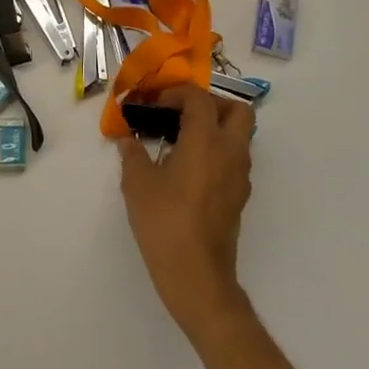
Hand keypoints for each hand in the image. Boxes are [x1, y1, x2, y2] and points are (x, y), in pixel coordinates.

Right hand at [119, 85, 254, 342]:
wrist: (197, 276)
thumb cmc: (164, 222)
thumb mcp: (137, 184)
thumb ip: (132, 154)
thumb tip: (128, 139)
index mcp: (206, 141)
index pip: (200, 99)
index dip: (177, 93)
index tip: (154, 104)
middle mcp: (230, 152)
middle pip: (236, 111)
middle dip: (210, 104)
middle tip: (180, 114)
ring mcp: (240, 176)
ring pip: (239, 135)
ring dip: (214, 128)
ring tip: (179, 141)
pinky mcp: (239, 196)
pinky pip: (234, 158)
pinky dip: (216, 151)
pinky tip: (187, 168)